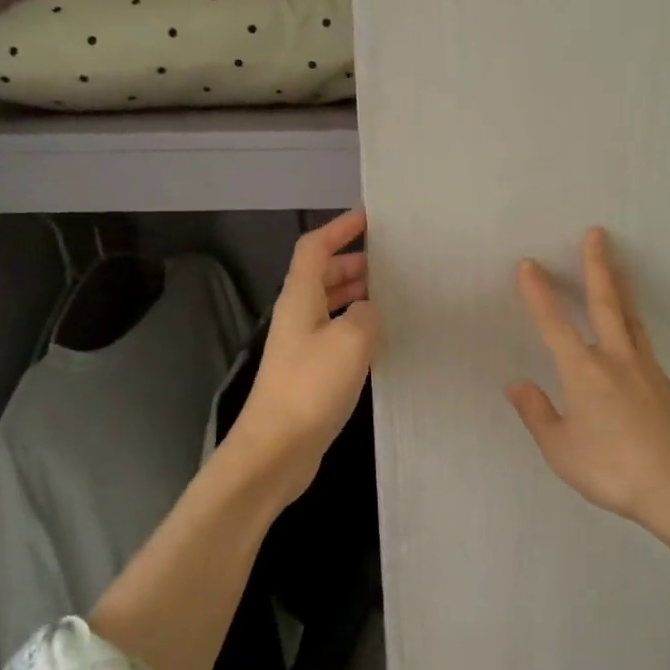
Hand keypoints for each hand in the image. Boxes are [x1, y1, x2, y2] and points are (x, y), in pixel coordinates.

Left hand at [227, 208, 378, 502]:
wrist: (276, 450)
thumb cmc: (310, 388)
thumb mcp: (350, 341)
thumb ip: (365, 315)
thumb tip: (368, 311)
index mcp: (300, 298)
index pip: (315, 248)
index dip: (339, 228)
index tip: (369, 219)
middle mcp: (298, 316)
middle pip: (322, 275)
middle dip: (353, 262)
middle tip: (392, 262)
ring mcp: (302, 346)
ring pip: (330, 305)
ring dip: (356, 294)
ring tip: (392, 295)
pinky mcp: (310, 373)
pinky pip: (336, 334)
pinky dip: (357, 326)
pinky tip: (381, 338)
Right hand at [505, 227, 669, 525]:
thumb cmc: (612, 469)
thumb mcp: (561, 450)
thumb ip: (537, 414)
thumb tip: (516, 384)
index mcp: (583, 372)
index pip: (554, 324)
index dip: (538, 294)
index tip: (528, 265)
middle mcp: (615, 360)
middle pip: (605, 302)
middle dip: (596, 266)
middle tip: (596, 234)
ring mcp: (646, 369)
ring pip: (631, 318)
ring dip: (621, 288)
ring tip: (618, 267)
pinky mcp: (667, 385)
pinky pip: (644, 345)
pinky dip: (633, 327)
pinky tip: (631, 337)